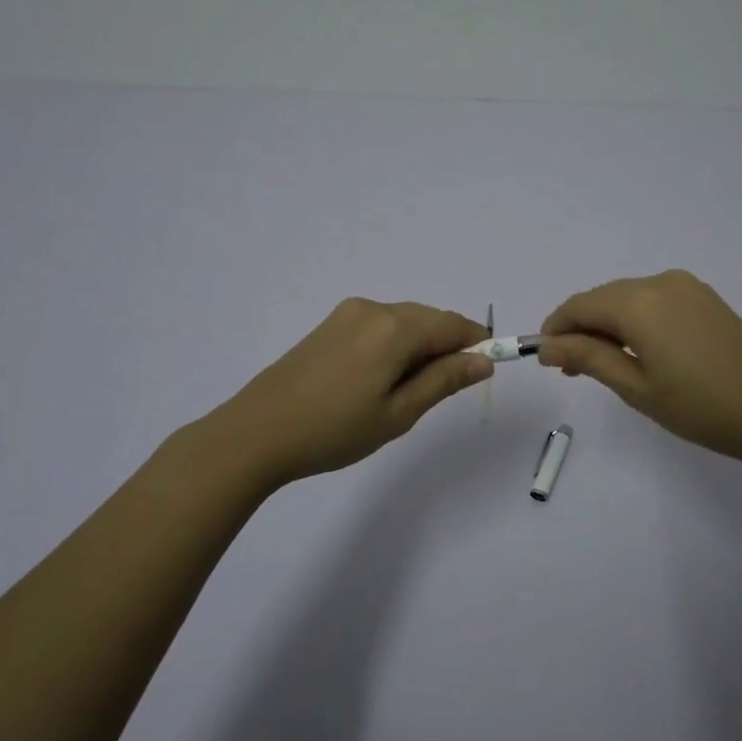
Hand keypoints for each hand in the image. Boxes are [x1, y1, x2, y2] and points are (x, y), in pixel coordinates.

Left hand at [205, 299, 491, 487]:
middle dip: (446, 348)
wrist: (256, 432)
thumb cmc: (335, 429)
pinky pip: (378, 327)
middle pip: (428, 319)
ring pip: (403, 322)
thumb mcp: (399, 413)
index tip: (484, 373)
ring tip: (405, 393)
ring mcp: (347, 314)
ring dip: (419, 348)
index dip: (476, 345)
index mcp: (395, 326)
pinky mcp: (329, 325)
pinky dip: (393, 346)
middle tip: (439, 394)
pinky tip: (379, 380)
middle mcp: (373, 308)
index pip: (453, 324)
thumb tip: (484, 360)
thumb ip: (444, 381)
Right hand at [538, 270, 741, 468]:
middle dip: (581, 329)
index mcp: (639, 302)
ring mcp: (687, 287)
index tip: (545, 360)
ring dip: (608, 325)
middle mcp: (660, 282)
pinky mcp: (706, 298)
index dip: (556, 330)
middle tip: (571, 370)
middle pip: (603, 298)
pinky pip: (655, 301)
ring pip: (628, 298)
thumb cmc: (700, 406)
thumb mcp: (636, 387)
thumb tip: (547, 346)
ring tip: (604, 366)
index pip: (579, 306)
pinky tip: (638, 351)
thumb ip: (588, 358)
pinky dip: (635, 321)